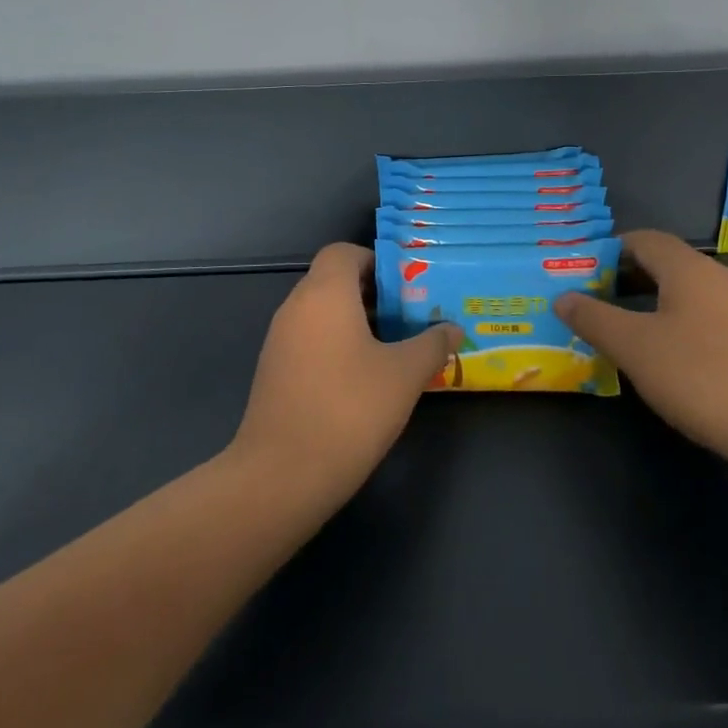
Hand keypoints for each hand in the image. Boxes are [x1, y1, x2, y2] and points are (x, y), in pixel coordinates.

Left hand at [230, 243, 459, 499]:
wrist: (281, 475)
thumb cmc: (349, 410)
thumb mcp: (404, 375)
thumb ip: (432, 345)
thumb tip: (453, 329)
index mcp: (324, 294)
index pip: (344, 252)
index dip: (376, 262)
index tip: (407, 288)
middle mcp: (296, 308)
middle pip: (334, 281)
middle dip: (374, 295)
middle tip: (410, 318)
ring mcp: (279, 341)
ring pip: (322, 313)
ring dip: (356, 322)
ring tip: (394, 349)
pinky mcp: (274, 372)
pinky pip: (310, 340)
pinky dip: (336, 345)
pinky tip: (364, 379)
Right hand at [554, 230, 727, 462]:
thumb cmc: (701, 376)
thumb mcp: (634, 347)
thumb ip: (594, 318)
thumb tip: (563, 296)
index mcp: (689, 269)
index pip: (644, 239)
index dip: (610, 250)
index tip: (583, 272)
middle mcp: (719, 278)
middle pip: (667, 263)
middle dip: (628, 277)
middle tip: (595, 301)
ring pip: (688, 291)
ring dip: (652, 301)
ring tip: (625, 330)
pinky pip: (707, 315)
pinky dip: (678, 322)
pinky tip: (669, 356)